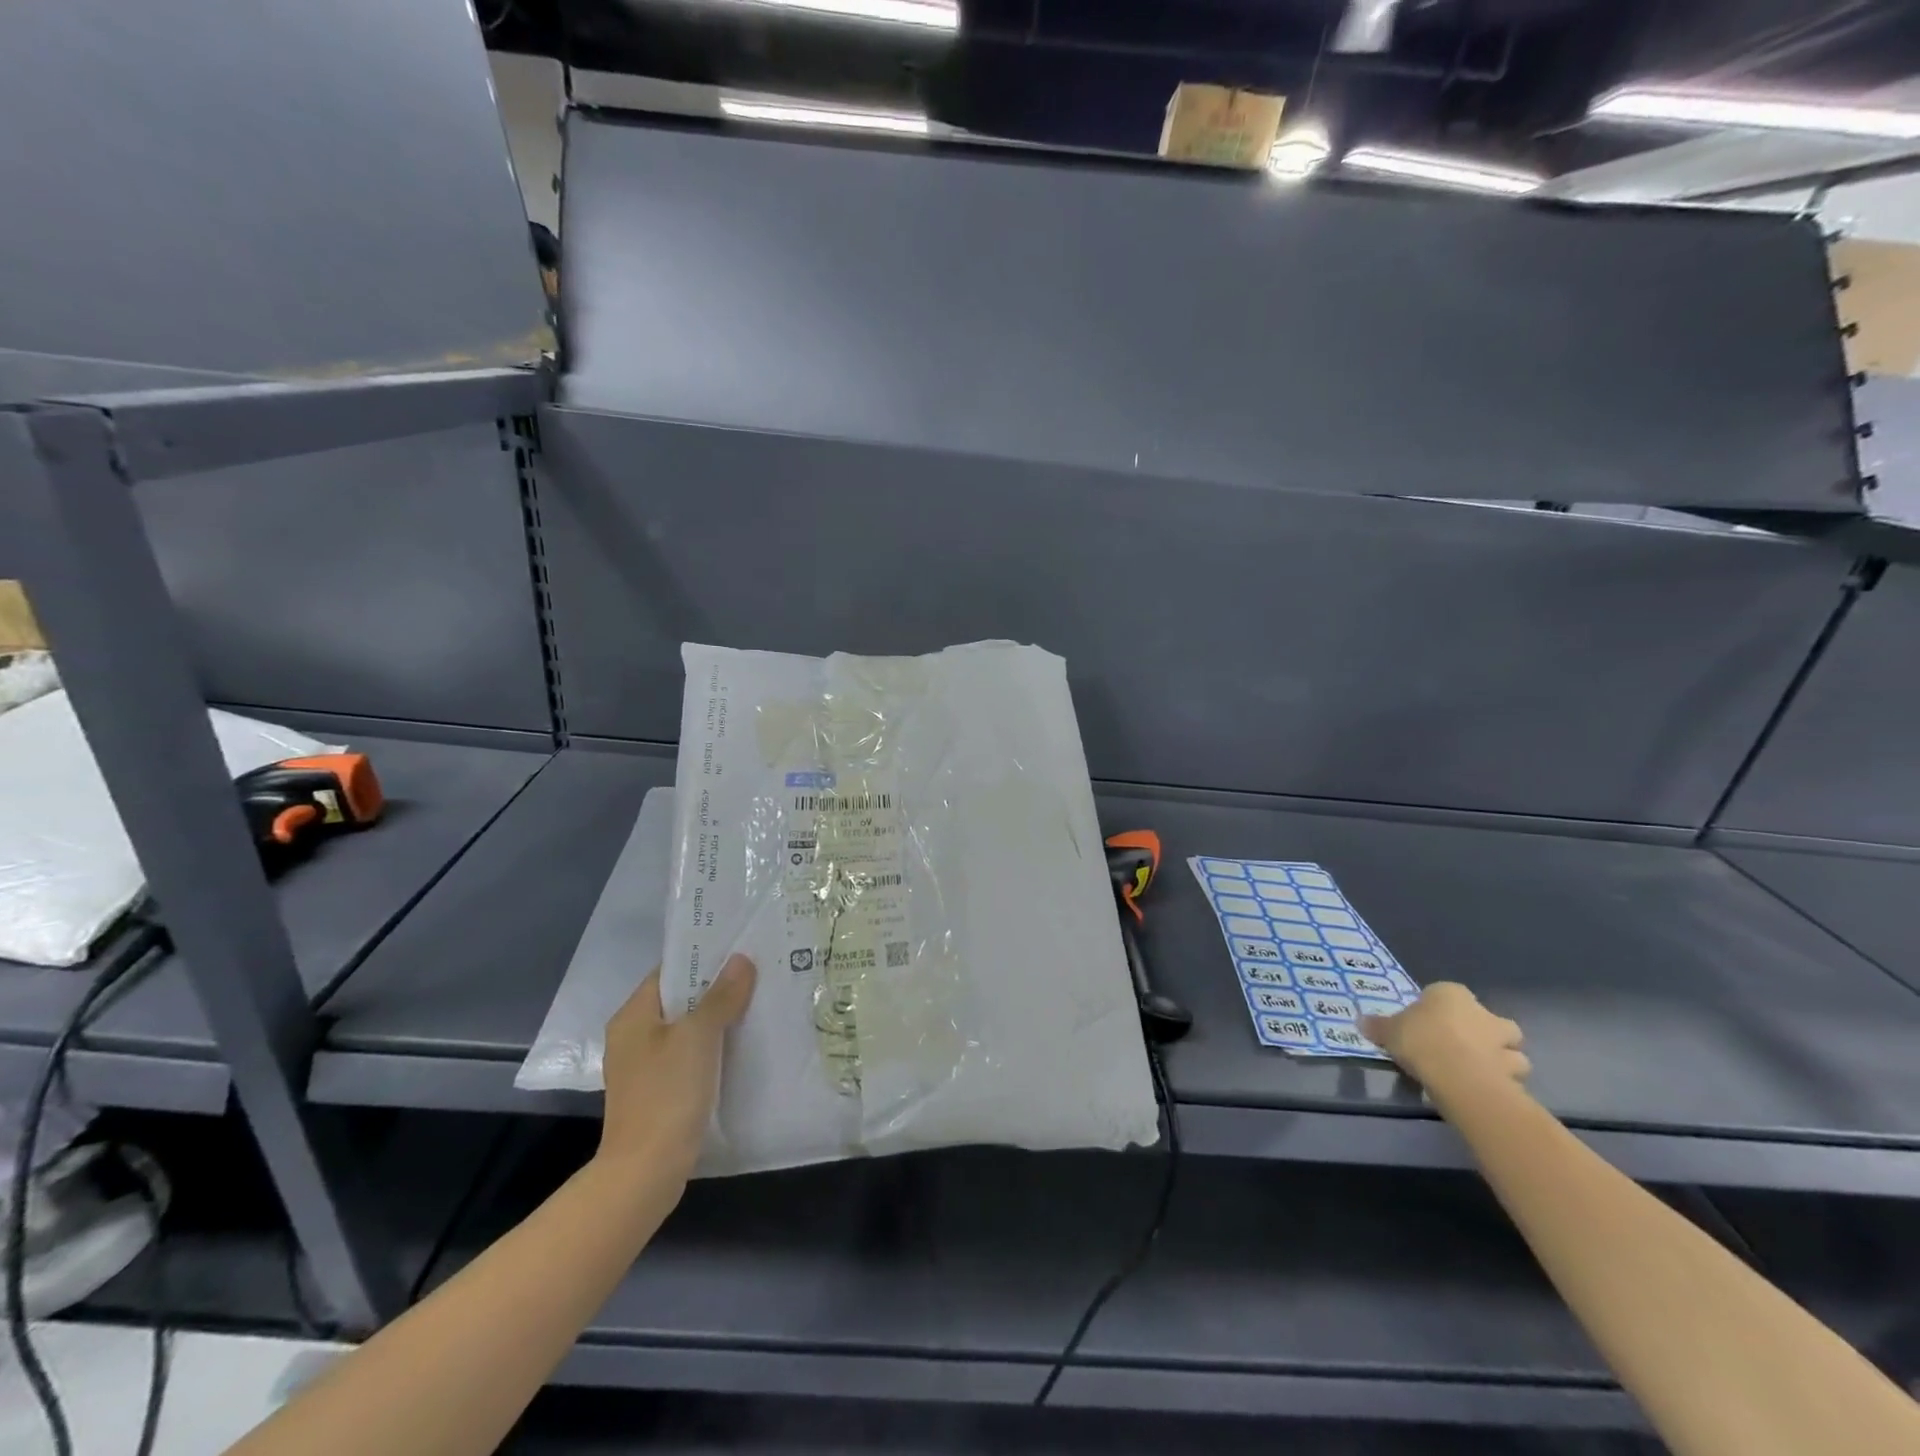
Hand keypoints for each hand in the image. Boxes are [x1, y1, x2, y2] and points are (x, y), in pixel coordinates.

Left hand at [597, 955, 755, 1181]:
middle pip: (679, 999)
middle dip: (716, 987)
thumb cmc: (666, 1094)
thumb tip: (740, 959)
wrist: (645, 1172)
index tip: (740, 948)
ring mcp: (645, 1067)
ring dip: (717, 1018)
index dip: (703, 957)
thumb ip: (720, 996)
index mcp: (633, 1016)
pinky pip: (689, 1056)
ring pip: (687, 1029)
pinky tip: (742, 1045)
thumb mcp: (697, 1037)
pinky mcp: (659, 1092)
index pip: (669, 971)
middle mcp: (633, 1036)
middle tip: (758, 972)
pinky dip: (713, 1047)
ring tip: (758, 1002)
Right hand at [1360, 982, 1529, 1101]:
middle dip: (1485, 1033)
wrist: (1458, 1075)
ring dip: (1500, 1060)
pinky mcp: (1514, 1072)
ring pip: (1511, 1050)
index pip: (1447, 995)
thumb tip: (1361, 1021)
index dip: (1439, 1010)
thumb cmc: (1420, 1040)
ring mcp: (1503, 1043)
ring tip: (1478, 1073)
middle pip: (1491, 1021)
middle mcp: (1483, 1012)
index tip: (1427, 1026)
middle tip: (1464, 1048)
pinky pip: (1510, 1076)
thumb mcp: (1389, 1031)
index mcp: (1451, 994)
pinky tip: (1484, 1090)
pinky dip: (1502, 1082)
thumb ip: (1378, 1026)